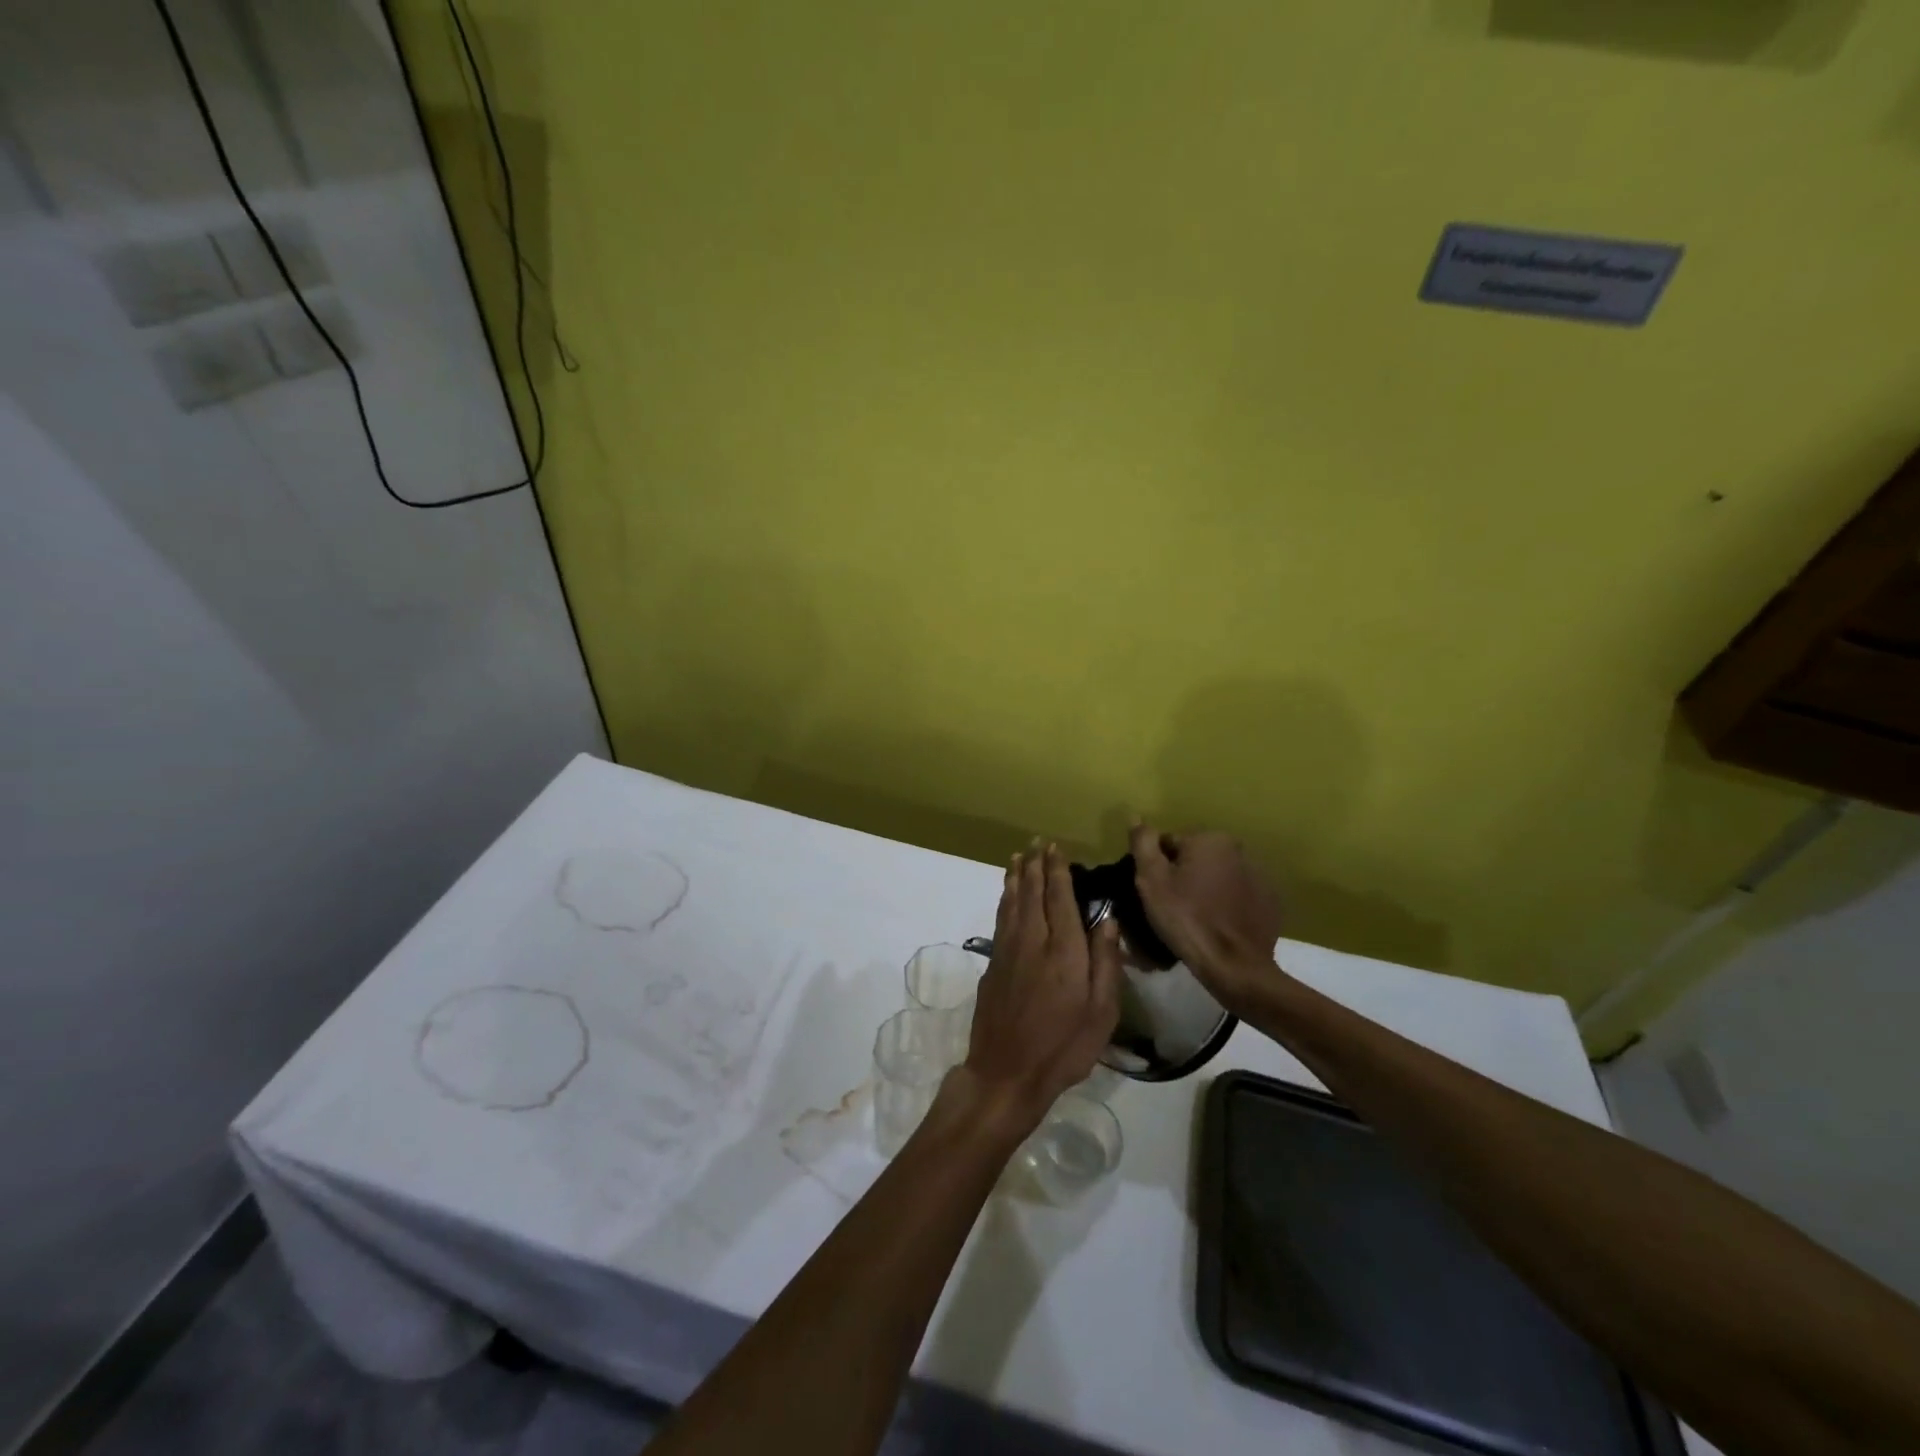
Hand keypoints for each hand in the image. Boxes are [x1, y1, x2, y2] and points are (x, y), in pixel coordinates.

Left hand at [962, 843, 1121, 1132]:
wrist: (1006, 1073)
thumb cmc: (1063, 1047)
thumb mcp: (1101, 1013)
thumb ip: (1105, 963)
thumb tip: (1106, 919)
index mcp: (1063, 950)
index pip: (1060, 898)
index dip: (1058, 871)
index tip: (1056, 848)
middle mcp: (1032, 941)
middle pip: (1032, 893)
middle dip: (1036, 866)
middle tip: (1037, 843)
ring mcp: (1007, 951)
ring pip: (1011, 903)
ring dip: (1016, 877)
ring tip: (1018, 857)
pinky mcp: (992, 964)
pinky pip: (1000, 919)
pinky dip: (1004, 900)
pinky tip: (1007, 895)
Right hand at [1129, 823, 1285, 1016]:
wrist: (1235, 967)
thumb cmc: (1187, 919)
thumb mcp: (1152, 881)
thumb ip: (1143, 843)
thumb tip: (1135, 816)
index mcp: (1209, 839)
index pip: (1170, 843)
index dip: (1157, 868)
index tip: (1155, 893)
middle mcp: (1239, 849)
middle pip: (1196, 858)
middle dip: (1183, 876)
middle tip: (1172, 907)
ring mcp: (1259, 876)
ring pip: (1218, 876)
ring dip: (1206, 888)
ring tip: (1195, 918)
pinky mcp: (1270, 901)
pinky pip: (1238, 895)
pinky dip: (1227, 904)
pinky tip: (1218, 925)